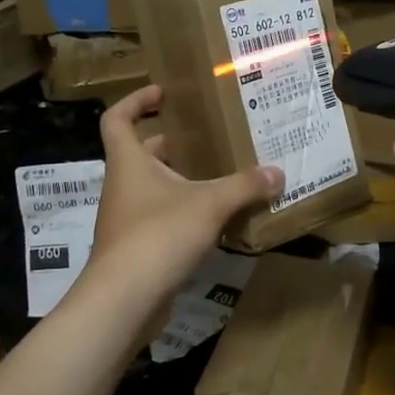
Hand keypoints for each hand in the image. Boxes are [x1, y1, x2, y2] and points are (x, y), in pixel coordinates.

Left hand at [86, 86, 282, 314]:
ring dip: (185, 180)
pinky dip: (187, 213)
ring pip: (156, 188)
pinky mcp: (139, 248)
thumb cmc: (158, 235)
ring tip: (224, 175)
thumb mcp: (209, 204)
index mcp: (129, 162)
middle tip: (212, 136)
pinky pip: (164, 219)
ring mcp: (128, 219)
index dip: (136, 100)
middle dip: (176, 143)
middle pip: (144, 153)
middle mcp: (124, 185)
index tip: (164, 93)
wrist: (124, 301)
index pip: (118, 118)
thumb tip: (277, 173)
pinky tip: (219, 220)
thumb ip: (244, 186)